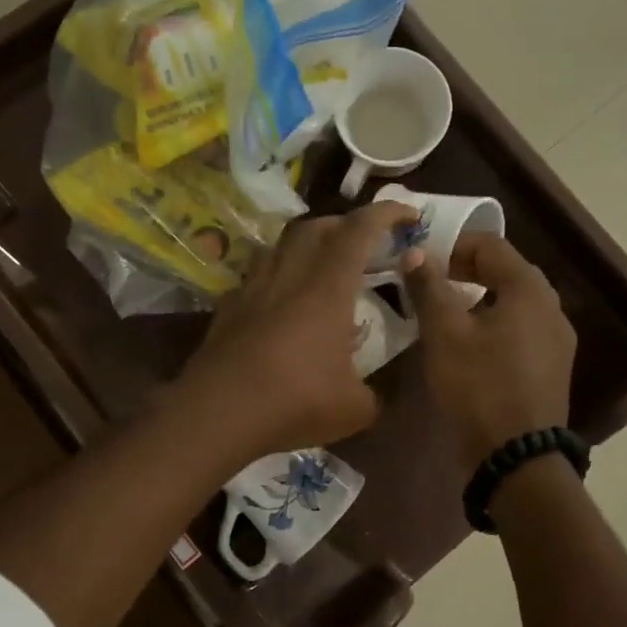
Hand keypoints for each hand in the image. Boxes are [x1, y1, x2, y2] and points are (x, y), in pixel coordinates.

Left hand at [179, 200, 418, 461]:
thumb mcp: (354, 408)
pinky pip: (255, 278)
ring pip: (279, 245)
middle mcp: (289, 275)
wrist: (218, 412)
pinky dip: (274, 278)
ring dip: (304, 245)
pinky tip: (279, 302)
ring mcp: (253, 289)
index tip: (408, 214)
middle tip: (362, 244)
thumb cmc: (296, 401)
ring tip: (319, 266)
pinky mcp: (227, 308)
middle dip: (344, 225)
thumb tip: (375, 397)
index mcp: (328, 287)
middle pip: (315, 227)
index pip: (360, 230)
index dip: (386, 214)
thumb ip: (373, 395)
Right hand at [404, 233, 577, 468]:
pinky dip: (491, 324)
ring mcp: (556, 339)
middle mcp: (551, 306)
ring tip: (442, 313)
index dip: (451, 245)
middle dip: (463, 270)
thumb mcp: (444, 334)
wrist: (517, 458)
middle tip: (426, 283)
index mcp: (529, 289)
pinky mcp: (551, 366)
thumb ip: (429, 287)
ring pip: (511, 302)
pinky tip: (467, 345)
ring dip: (476, 298)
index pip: (490, 244)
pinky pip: (519, 330)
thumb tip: (415, 253)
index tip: (419, 260)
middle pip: (504, 271)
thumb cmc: (479, 387)